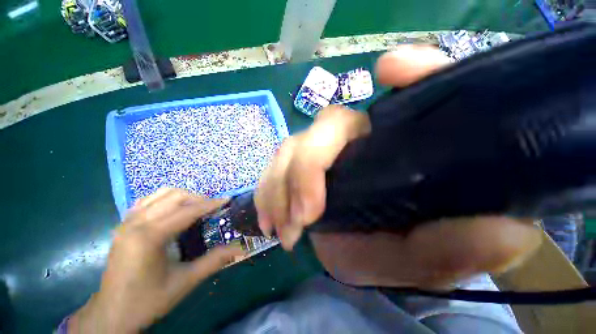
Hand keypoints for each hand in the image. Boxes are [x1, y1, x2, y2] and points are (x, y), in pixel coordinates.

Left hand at [69, 189, 244, 332]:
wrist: (112, 313)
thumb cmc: (148, 299)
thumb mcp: (185, 282)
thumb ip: (215, 261)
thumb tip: (241, 248)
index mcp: (150, 237)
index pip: (188, 211)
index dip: (211, 204)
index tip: (227, 200)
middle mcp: (136, 223)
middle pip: (175, 196)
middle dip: (198, 198)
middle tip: (213, 208)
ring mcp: (127, 222)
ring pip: (160, 194)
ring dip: (183, 197)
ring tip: (196, 208)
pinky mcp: (123, 225)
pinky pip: (147, 201)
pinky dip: (165, 200)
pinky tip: (173, 211)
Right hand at [255, 45, 542, 286]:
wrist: (397, 255)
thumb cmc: (427, 247)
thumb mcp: (454, 255)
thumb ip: (479, 245)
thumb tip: (503, 229)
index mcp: (398, 142)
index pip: (389, 100)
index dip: (385, 90)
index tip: (376, 92)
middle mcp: (358, 140)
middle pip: (322, 129)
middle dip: (303, 171)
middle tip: (301, 218)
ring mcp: (325, 155)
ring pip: (290, 148)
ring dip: (279, 186)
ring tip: (280, 226)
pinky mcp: (302, 175)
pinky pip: (275, 170)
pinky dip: (267, 191)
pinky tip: (270, 220)